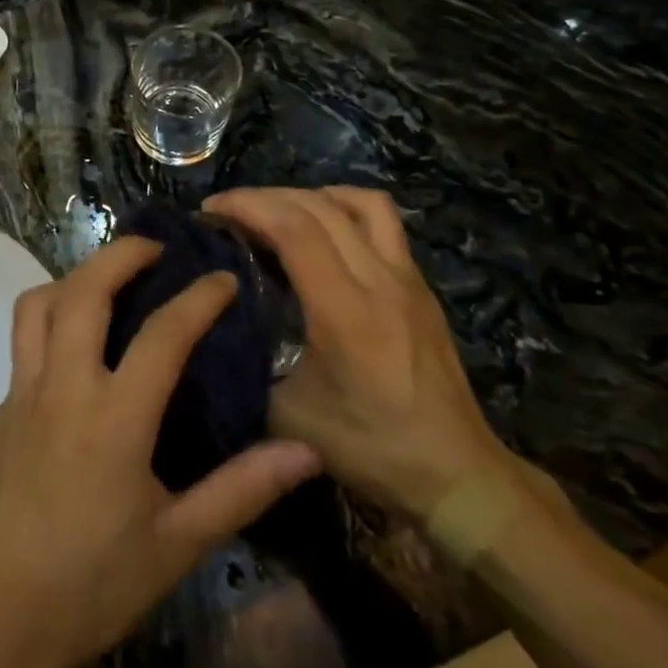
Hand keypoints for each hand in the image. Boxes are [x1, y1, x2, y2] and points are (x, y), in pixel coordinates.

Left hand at [0, 237, 321, 667]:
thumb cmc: (90, 585)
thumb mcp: (178, 544)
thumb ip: (241, 490)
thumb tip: (306, 452)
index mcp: (114, 417)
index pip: (163, 334)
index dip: (198, 298)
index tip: (224, 278)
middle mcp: (63, 387)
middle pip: (83, 291)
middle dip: (120, 254)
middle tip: (154, 247)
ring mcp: (21, 395)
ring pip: (37, 306)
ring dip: (74, 279)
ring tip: (108, 283)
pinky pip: (23, 346)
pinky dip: (52, 325)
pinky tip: (77, 357)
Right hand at [204, 187, 516, 519]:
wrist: (456, 472)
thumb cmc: (371, 448)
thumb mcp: (289, 416)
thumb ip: (251, 364)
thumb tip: (217, 330)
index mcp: (345, 311)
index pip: (294, 229)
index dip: (247, 206)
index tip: (210, 210)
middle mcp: (380, 280)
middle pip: (319, 206)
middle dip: (265, 196)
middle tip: (228, 210)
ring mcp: (407, 277)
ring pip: (359, 203)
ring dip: (310, 195)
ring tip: (278, 211)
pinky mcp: (420, 285)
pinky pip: (382, 221)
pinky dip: (344, 209)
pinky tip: (323, 232)